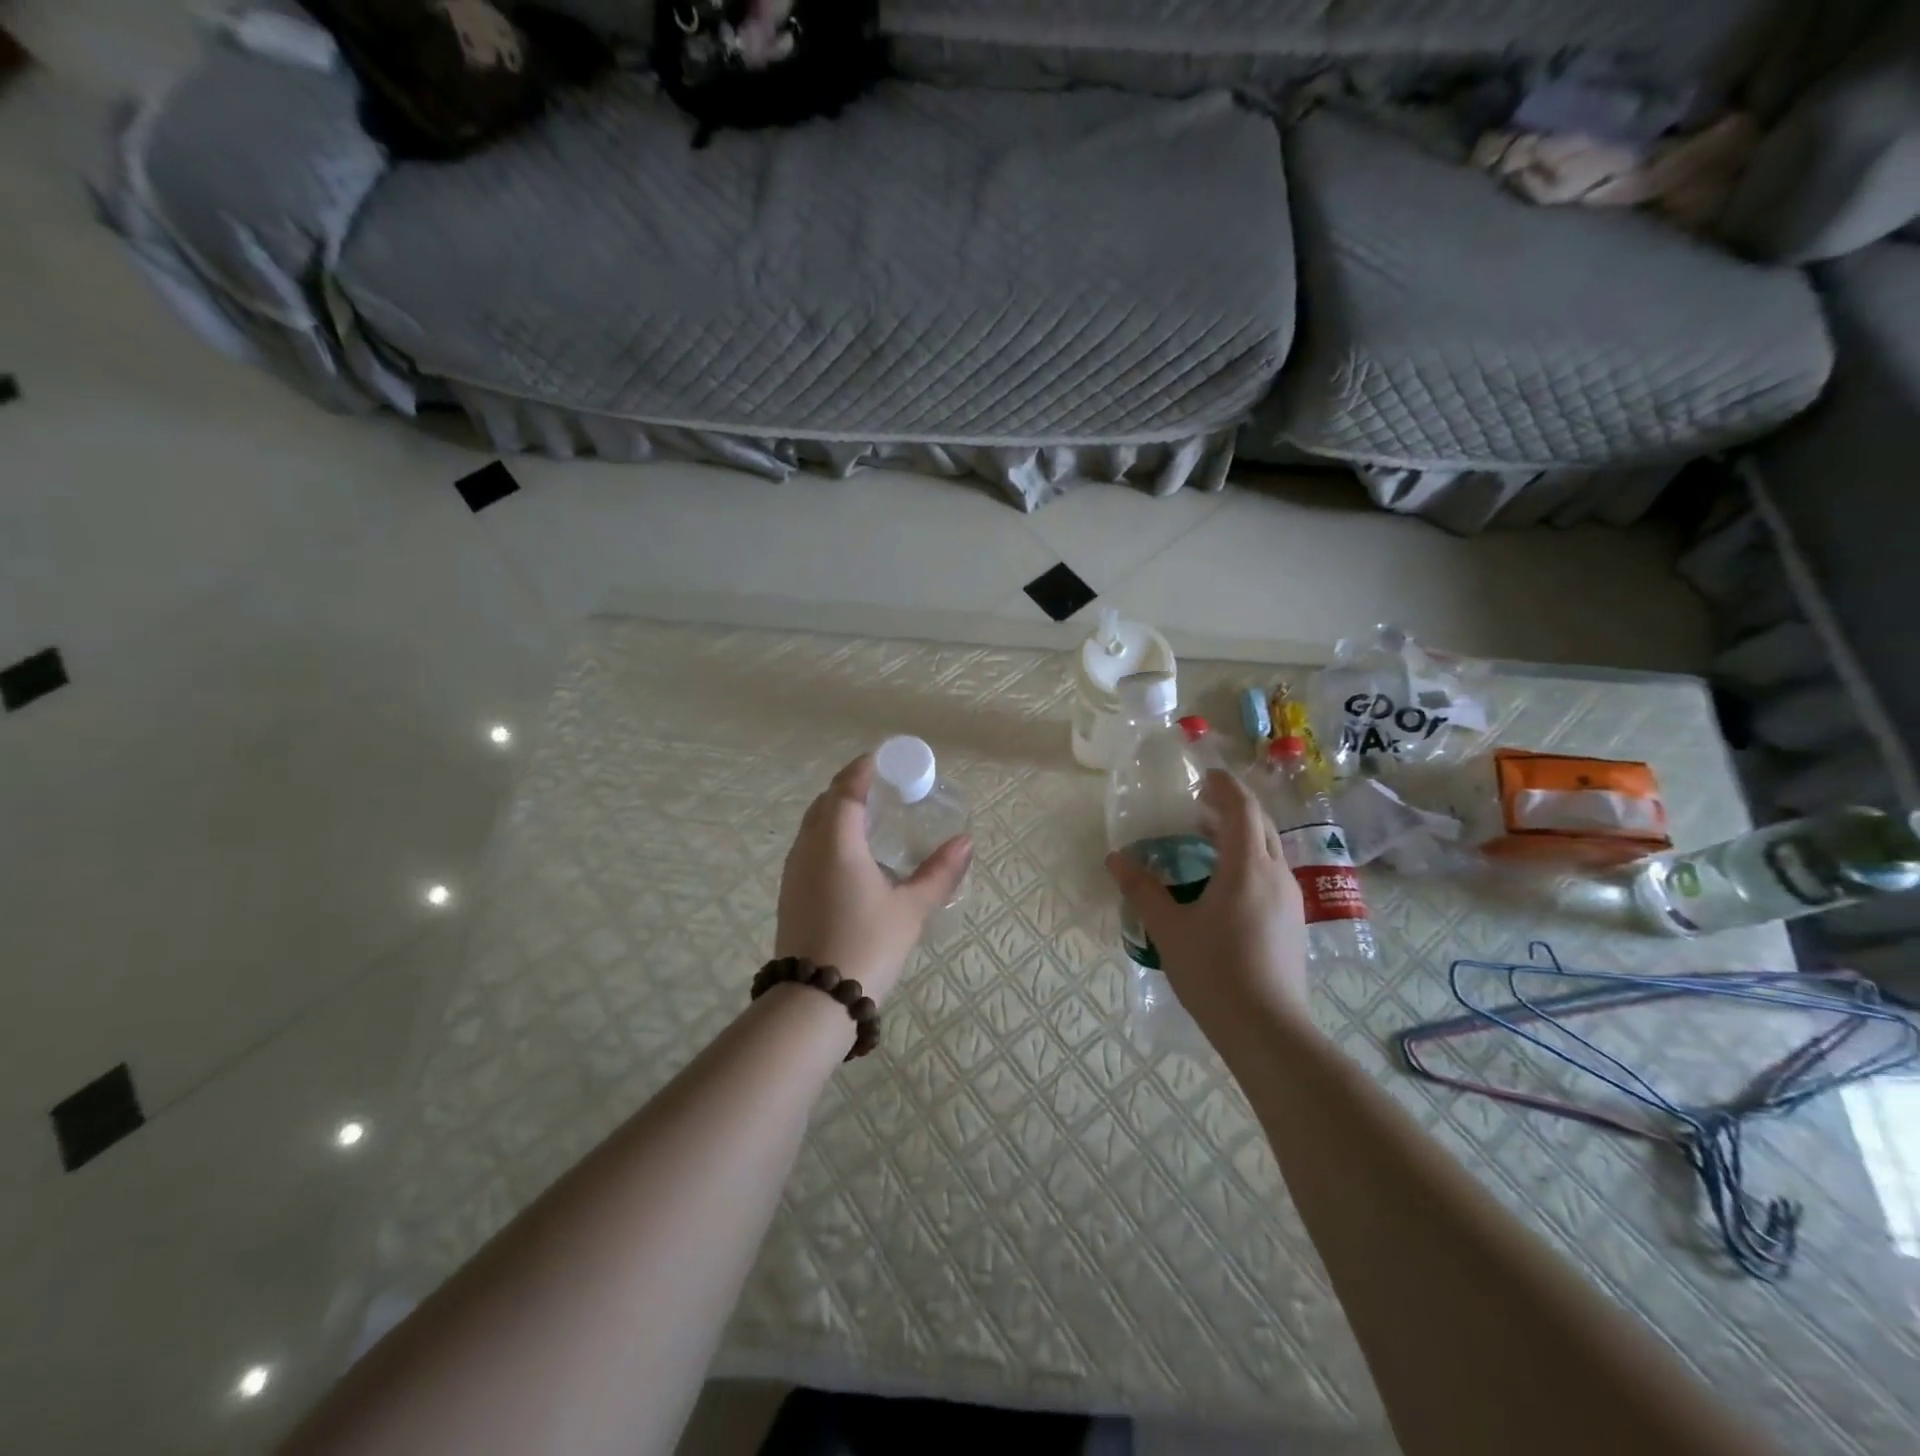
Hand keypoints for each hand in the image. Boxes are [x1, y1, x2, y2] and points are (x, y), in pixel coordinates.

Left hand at [775, 754, 971, 1005]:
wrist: (815, 999)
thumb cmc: (867, 945)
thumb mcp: (911, 909)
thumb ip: (939, 872)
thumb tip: (966, 842)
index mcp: (837, 842)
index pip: (846, 790)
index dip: (862, 770)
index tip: (882, 760)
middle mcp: (809, 848)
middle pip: (825, 802)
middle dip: (850, 787)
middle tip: (882, 787)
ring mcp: (794, 870)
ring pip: (812, 824)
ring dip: (836, 810)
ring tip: (868, 816)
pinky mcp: (790, 891)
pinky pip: (808, 845)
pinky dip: (827, 834)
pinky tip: (849, 854)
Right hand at [1106, 769, 1309, 1026]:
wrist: (1267, 1030)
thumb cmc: (1214, 971)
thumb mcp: (1169, 929)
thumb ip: (1142, 889)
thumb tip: (1115, 859)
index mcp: (1248, 867)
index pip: (1242, 810)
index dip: (1224, 787)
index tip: (1204, 776)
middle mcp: (1276, 875)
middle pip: (1260, 826)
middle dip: (1233, 808)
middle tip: (1201, 805)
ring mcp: (1290, 901)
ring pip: (1268, 851)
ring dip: (1241, 835)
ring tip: (1207, 840)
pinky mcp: (1292, 923)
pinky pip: (1270, 874)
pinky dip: (1248, 861)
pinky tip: (1224, 884)